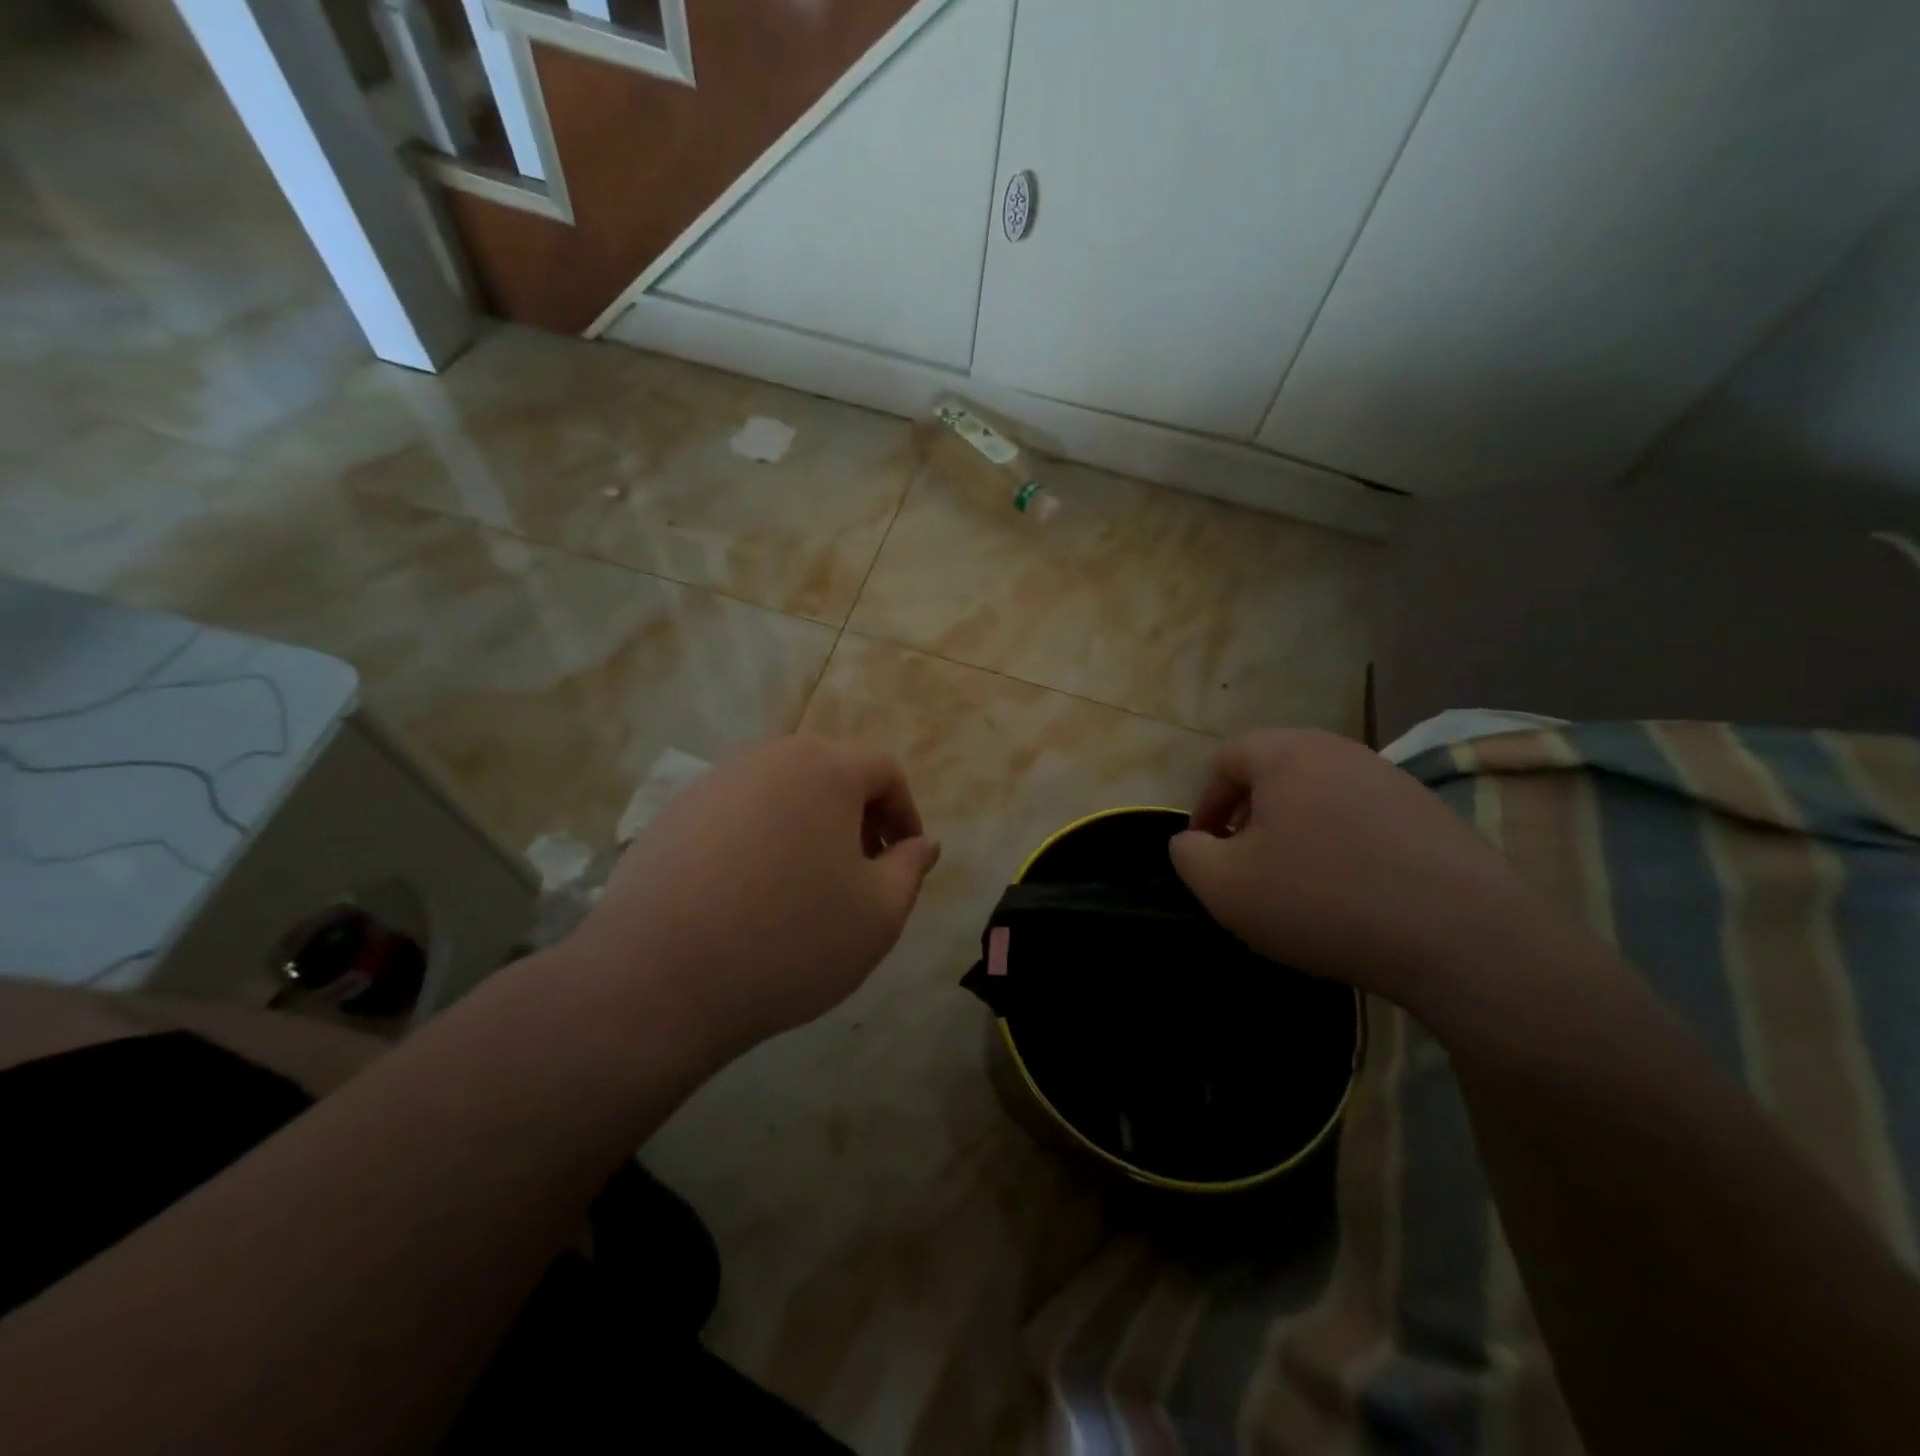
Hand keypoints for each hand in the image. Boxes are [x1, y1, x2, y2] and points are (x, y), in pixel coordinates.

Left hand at [563, 737, 939, 1057]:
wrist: (658, 978)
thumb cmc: (790, 940)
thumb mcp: (878, 914)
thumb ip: (911, 869)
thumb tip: (923, 843)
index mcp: (825, 768)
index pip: (884, 770)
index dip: (906, 814)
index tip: (905, 861)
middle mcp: (768, 757)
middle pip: (831, 774)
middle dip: (857, 818)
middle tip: (861, 873)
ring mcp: (714, 781)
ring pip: (782, 792)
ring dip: (809, 827)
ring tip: (805, 885)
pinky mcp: (674, 812)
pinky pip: (738, 813)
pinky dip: (761, 839)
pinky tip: (750, 893)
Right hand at [1169, 729, 1552, 1017]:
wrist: (1463, 938)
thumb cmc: (1322, 900)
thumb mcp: (1226, 887)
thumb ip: (1189, 855)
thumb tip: (1193, 840)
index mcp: (1288, 754)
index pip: (1227, 760)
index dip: (1205, 803)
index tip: (1205, 849)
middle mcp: (1341, 752)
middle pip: (1275, 772)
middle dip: (1250, 815)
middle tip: (1245, 863)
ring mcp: (1393, 780)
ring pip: (1321, 795)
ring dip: (1295, 830)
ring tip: (1297, 881)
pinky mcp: (1432, 814)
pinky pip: (1364, 819)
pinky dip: (1342, 845)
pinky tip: (1351, 892)